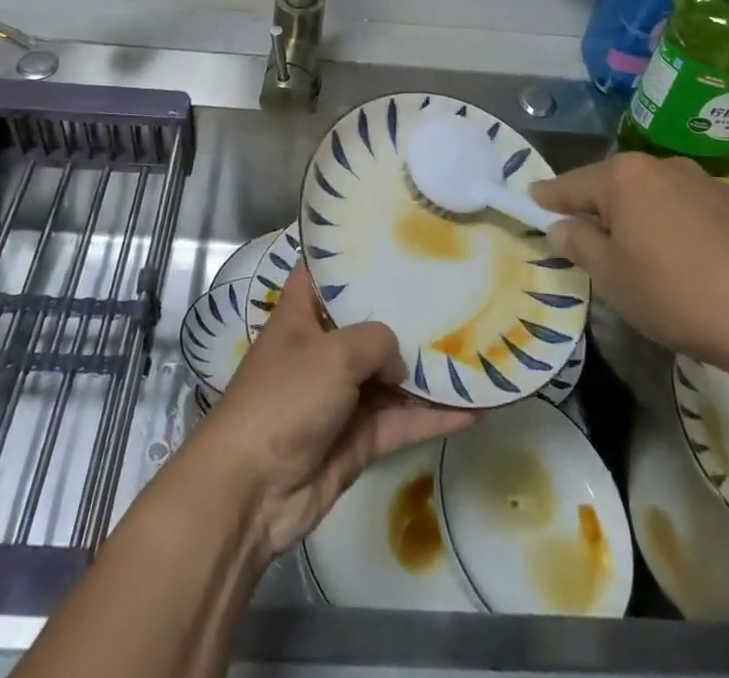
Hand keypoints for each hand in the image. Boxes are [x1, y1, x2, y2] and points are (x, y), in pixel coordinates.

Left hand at [181, 267, 476, 560]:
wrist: (253, 491)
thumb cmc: (285, 398)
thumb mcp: (333, 352)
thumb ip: (377, 342)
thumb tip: (399, 363)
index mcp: (301, 314)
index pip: (324, 271)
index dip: (349, 254)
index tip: (390, 238)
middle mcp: (322, 348)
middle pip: (368, 322)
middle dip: (404, 311)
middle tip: (453, 288)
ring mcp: (342, 395)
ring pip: (391, 375)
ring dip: (427, 369)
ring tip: (475, 348)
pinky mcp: (359, 438)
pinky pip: (402, 420)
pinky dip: (433, 417)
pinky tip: (474, 410)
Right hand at [533, 153, 728, 383]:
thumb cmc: (680, 294)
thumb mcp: (614, 278)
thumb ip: (579, 244)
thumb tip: (562, 226)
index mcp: (624, 177)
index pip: (571, 184)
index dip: (549, 196)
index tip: (531, 199)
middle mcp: (662, 167)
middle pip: (615, 185)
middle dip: (597, 208)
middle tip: (584, 236)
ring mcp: (705, 183)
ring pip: (655, 197)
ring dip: (639, 218)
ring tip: (638, 254)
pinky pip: (689, 211)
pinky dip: (675, 228)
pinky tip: (685, 262)